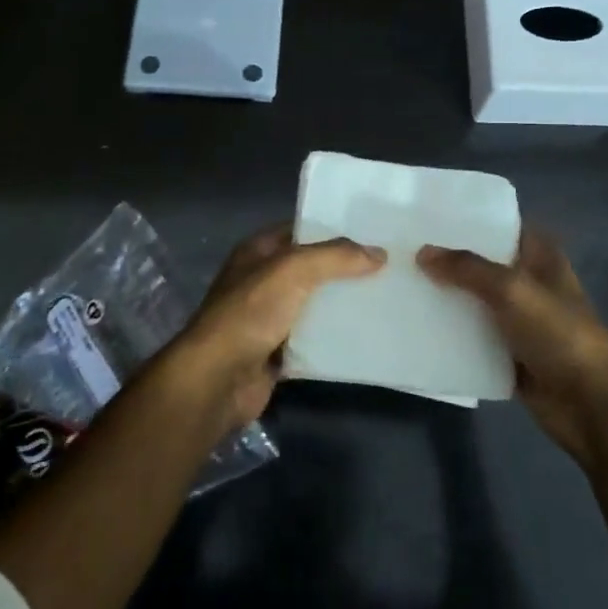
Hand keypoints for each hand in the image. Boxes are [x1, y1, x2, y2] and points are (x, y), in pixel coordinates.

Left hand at [166, 225, 385, 430]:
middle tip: (389, 267)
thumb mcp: (293, 270)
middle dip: (344, 270)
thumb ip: (335, 257)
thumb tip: (379, 253)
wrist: (218, 378)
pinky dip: (335, 338)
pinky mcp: (278, 351)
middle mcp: (262, 280)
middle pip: (311, 269)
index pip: (300, 230)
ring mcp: (269, 317)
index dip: (332, 229)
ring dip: (342, 305)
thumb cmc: (250, 312)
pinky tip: (367, 334)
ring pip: (314, 305)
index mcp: (257, 251)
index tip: (371, 233)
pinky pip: (314, 339)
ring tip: (386, 299)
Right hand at [418, 228, 607, 464]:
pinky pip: (471, 337)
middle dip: (448, 258)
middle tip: (402, 247)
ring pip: (473, 300)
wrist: (588, 405)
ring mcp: (517, 320)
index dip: (470, 219)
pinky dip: (448, 333)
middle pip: (482, 263)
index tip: (428, 213)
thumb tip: (423, 252)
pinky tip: (414, 324)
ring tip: (398, 281)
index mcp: (540, 257)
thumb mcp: (512, 290)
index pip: (502, 225)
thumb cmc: (558, 334)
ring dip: (444, 296)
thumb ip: (467, 268)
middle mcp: (528, 283)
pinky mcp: (506, 353)